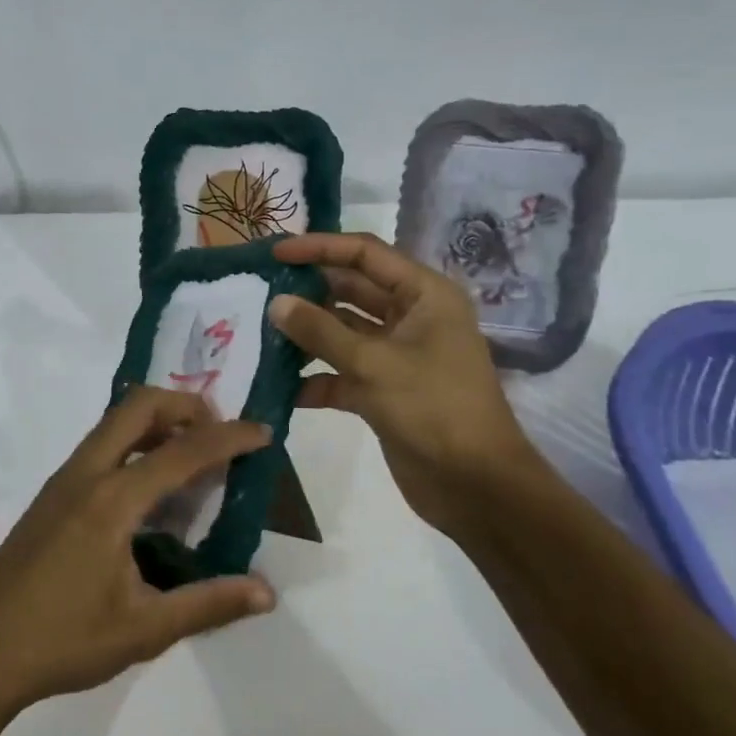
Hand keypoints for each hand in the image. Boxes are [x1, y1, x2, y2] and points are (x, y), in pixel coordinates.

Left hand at [0, 387, 276, 715]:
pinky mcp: (50, 494)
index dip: (228, 438)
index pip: (182, 452)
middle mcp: (86, 474)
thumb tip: (266, 592)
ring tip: (191, 456)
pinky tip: (148, 489)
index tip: (263, 433)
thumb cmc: (64, 642)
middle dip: (186, 406)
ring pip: (114, 421)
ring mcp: (62, 480)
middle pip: (139, 406)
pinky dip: (134, 442)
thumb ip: (208, 604)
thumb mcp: (145, 630)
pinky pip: (100, 444)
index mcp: (112, 500)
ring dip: (157, 421)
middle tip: (219, 433)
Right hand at [268, 232, 547, 536]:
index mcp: (424, 295)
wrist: (476, 487)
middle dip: (307, 291)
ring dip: (306, 336)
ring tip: (260, 334)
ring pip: (342, 333)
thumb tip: (276, 303)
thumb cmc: (434, 409)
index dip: (320, 247)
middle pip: (351, 291)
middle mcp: (411, 318)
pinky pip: (341, 373)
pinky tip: (279, 387)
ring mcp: (396, 355)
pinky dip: (314, 379)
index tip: (275, 252)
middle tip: (259, 292)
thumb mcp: (374, 364)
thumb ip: (321, 331)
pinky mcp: (383, 391)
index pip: (365, 255)